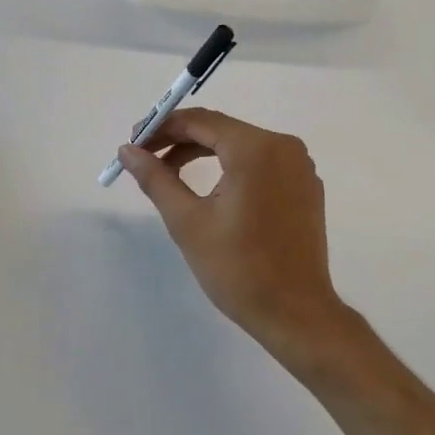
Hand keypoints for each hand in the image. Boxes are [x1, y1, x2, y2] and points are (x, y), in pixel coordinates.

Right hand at [118, 108, 352, 364]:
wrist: (296, 313)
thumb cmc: (238, 268)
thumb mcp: (188, 222)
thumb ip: (156, 179)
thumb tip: (127, 151)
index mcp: (256, 149)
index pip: (201, 120)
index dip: (163, 126)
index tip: (133, 141)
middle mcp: (283, 146)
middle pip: (222, 129)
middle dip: (181, 140)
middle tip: (146, 158)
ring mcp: (300, 165)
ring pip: (242, 145)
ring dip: (205, 153)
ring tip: (170, 174)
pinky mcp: (306, 185)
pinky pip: (263, 163)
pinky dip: (233, 167)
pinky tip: (211, 189)